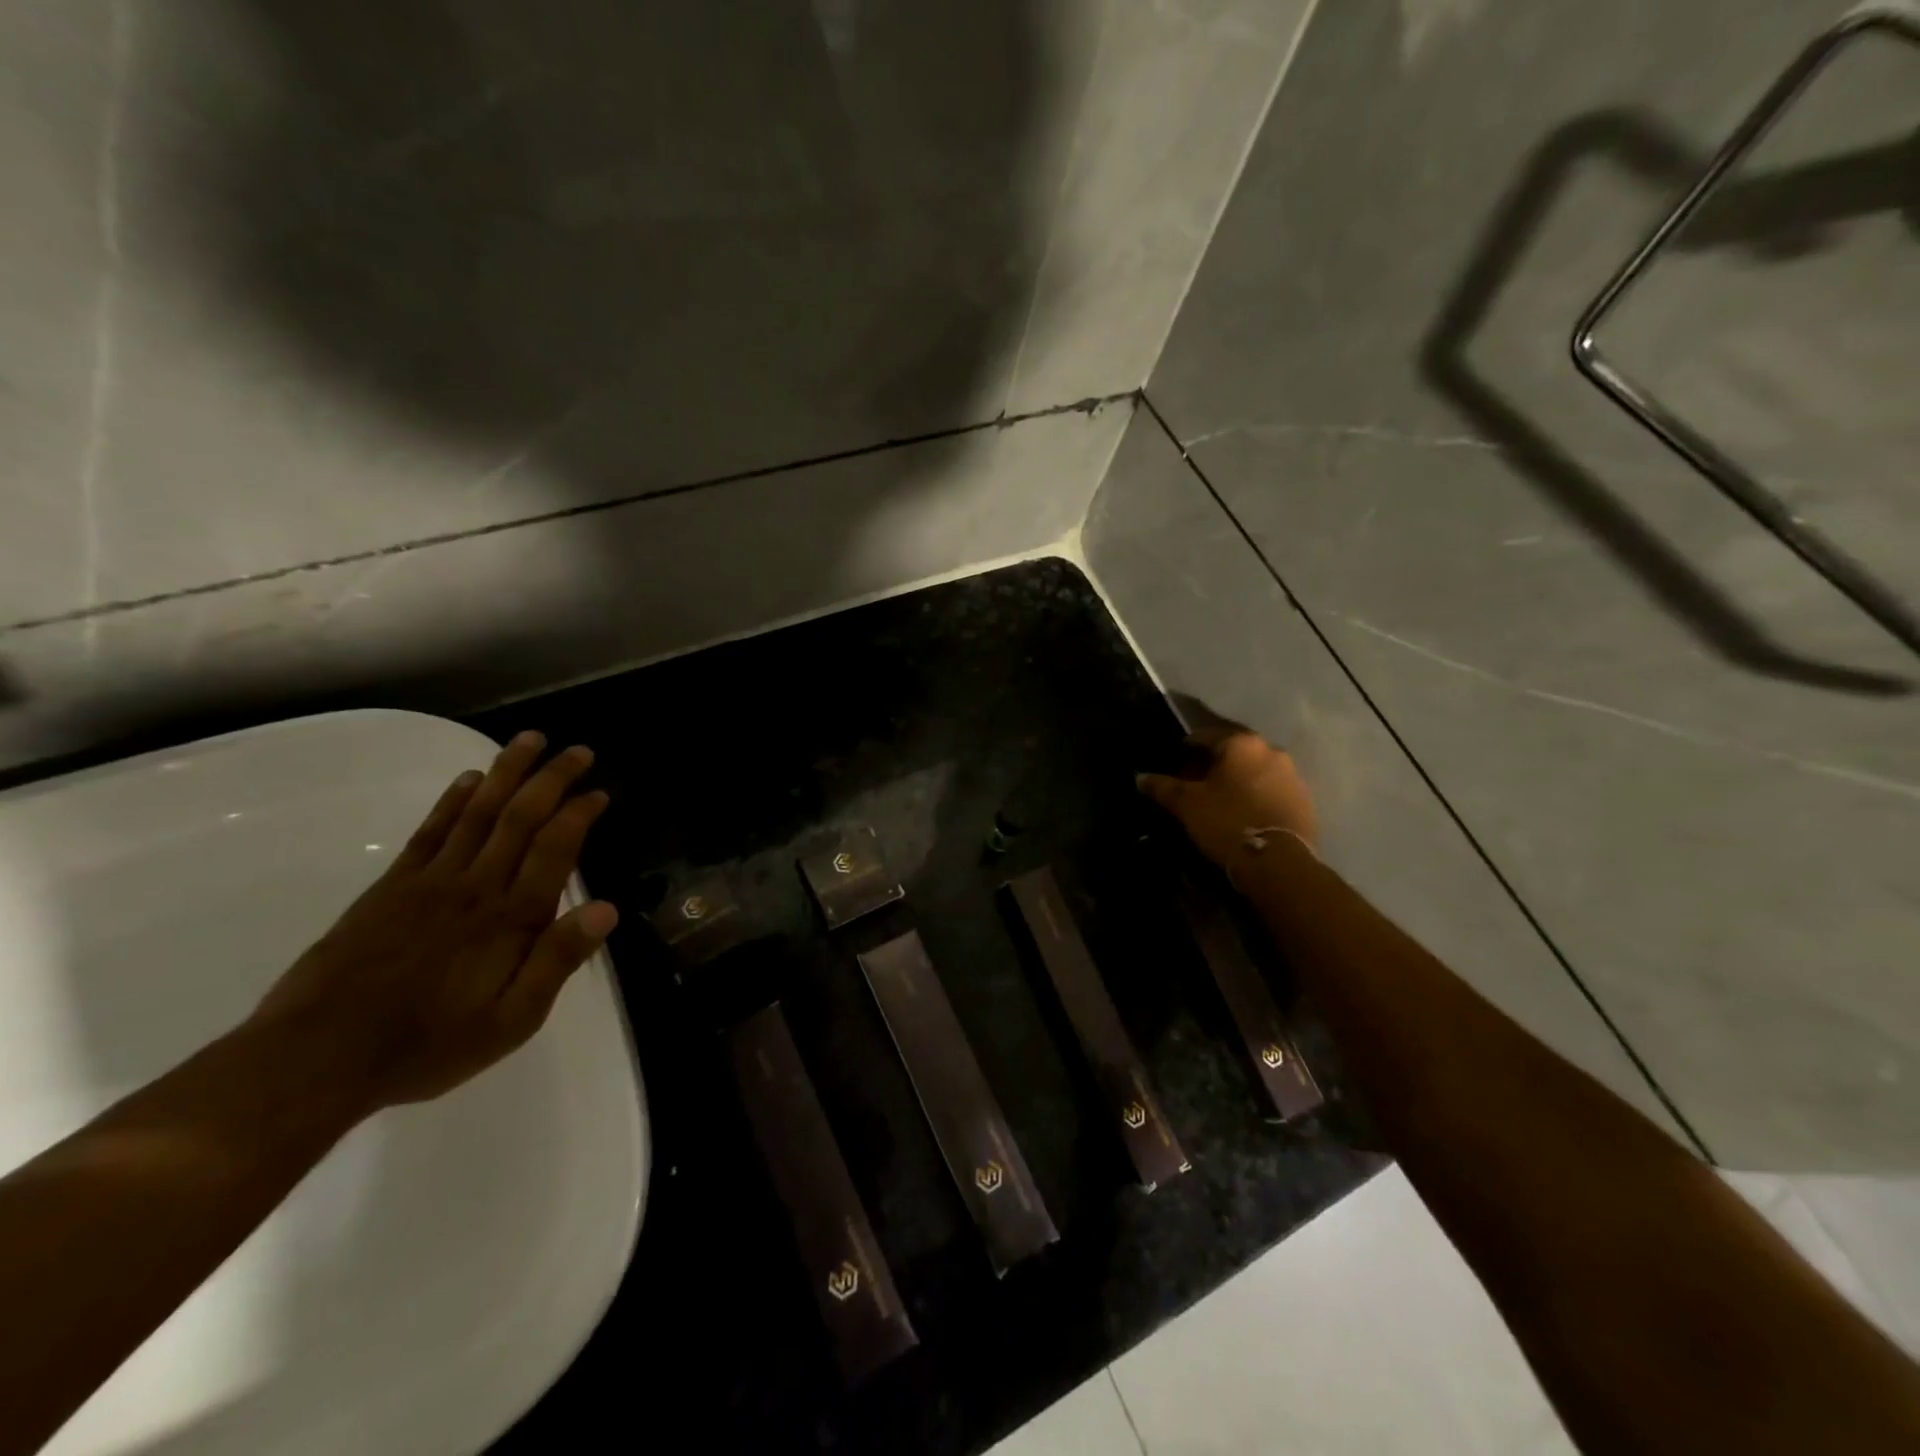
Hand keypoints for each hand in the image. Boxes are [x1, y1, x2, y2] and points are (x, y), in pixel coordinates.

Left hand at [251, 731, 618, 1114]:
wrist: (315, 1059)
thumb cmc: (428, 1045)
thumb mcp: (511, 1021)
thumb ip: (557, 961)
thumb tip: (607, 909)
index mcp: (510, 918)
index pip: (554, 849)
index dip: (579, 814)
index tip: (599, 791)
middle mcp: (475, 887)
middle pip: (519, 818)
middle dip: (551, 779)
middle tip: (576, 750)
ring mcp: (428, 882)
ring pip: (477, 813)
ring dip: (506, 773)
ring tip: (529, 741)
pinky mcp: (390, 888)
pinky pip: (429, 832)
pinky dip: (452, 801)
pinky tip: (468, 780)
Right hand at [1138, 727, 1317, 868]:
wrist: (1278, 863)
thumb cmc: (1227, 822)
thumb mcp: (1186, 804)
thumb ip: (1162, 786)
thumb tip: (1140, 777)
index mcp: (1241, 743)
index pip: (1204, 736)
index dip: (1184, 749)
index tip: (1172, 764)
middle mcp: (1270, 750)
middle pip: (1232, 752)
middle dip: (1211, 765)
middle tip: (1192, 785)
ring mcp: (1292, 775)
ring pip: (1253, 770)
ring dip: (1235, 780)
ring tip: (1217, 802)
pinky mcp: (1304, 801)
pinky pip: (1270, 790)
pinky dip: (1253, 796)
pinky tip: (1241, 814)